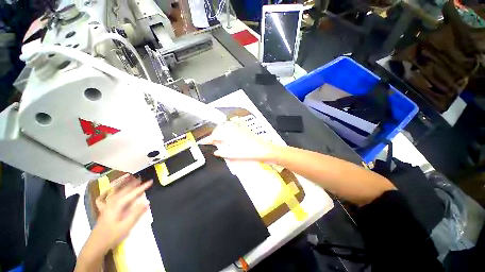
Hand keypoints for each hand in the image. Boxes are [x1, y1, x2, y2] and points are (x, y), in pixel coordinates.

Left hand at [93, 176, 152, 251]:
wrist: (95, 245)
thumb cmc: (112, 236)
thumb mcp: (126, 226)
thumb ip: (136, 213)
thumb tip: (146, 202)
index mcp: (117, 205)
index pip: (132, 193)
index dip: (142, 187)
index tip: (150, 181)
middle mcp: (111, 203)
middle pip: (124, 190)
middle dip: (133, 184)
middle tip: (143, 179)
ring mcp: (106, 206)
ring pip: (116, 192)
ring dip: (124, 185)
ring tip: (130, 179)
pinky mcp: (104, 210)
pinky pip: (106, 198)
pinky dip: (108, 192)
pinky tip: (109, 190)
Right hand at [200, 120, 279, 161]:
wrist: (265, 149)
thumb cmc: (250, 152)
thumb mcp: (235, 154)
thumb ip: (224, 152)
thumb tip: (215, 152)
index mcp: (230, 134)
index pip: (216, 135)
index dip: (209, 139)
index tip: (203, 142)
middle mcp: (234, 128)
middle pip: (220, 128)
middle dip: (214, 134)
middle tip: (211, 141)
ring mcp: (240, 127)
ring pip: (226, 126)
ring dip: (220, 130)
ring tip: (218, 137)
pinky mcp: (244, 128)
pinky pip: (232, 126)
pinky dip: (227, 128)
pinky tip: (228, 133)